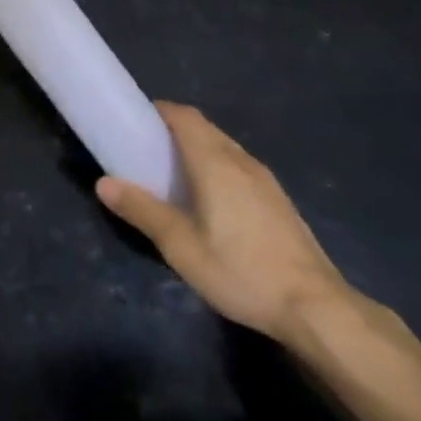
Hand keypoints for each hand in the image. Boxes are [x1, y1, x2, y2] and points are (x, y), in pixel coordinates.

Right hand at [96, 102, 353, 346]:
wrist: (317, 308)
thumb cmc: (241, 271)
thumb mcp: (180, 246)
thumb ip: (142, 210)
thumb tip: (103, 183)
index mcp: (215, 162)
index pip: (184, 117)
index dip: (159, 111)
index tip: (135, 122)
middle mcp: (242, 161)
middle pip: (204, 128)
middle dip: (174, 129)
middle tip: (146, 150)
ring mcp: (266, 181)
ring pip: (225, 147)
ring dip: (198, 148)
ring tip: (174, 175)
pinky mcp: (279, 202)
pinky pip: (239, 167)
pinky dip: (217, 167)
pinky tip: (211, 201)